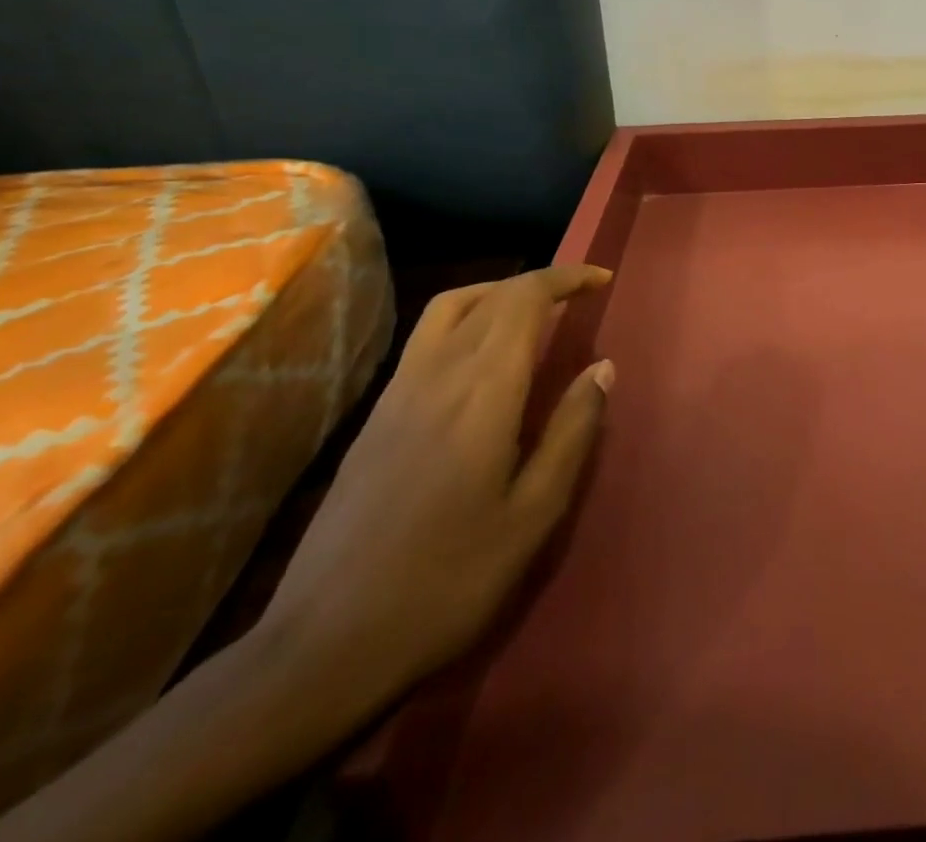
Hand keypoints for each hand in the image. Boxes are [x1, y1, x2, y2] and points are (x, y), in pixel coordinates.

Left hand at [253, 266, 615, 723]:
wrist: (323, 647)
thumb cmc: (448, 581)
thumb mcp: (533, 513)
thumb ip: (572, 431)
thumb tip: (603, 367)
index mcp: (482, 390)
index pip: (524, 299)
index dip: (566, 279)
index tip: (602, 280)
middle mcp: (437, 374)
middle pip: (490, 296)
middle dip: (540, 283)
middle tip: (581, 293)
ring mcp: (398, 393)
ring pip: (449, 308)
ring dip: (498, 293)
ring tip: (534, 312)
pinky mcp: (375, 417)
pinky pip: (426, 338)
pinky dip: (466, 319)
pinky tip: (482, 358)